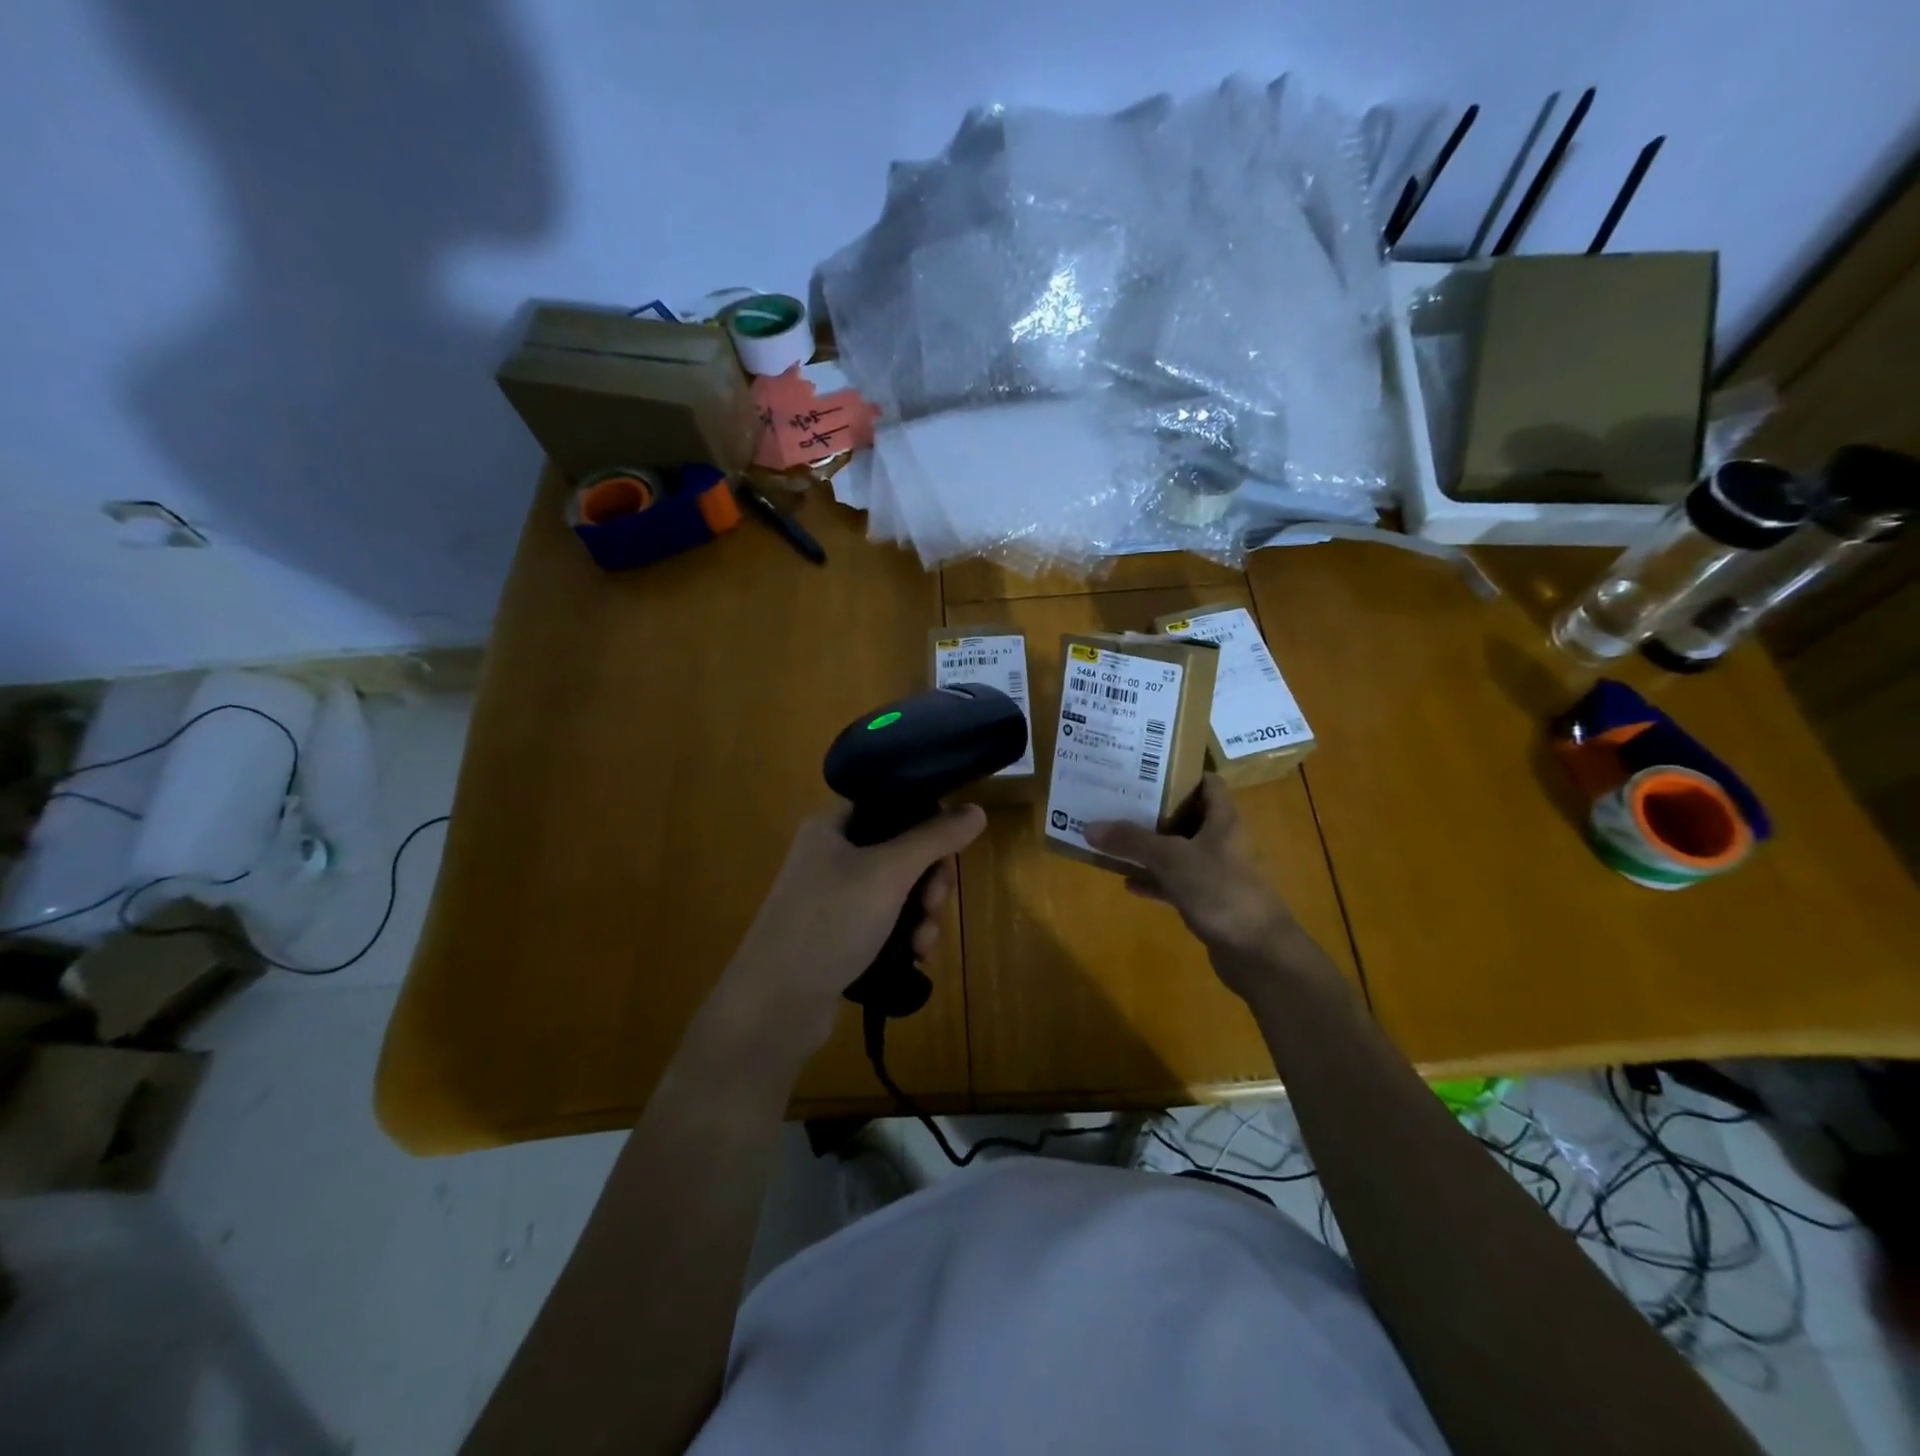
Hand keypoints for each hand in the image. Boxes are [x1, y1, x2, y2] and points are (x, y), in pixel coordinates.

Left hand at [711, 802, 986, 1057]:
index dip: (926, 821)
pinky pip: (885, 921)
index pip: (890, 804)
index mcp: (831, 826)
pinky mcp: (838, 934)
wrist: (775, 1005)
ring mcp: (833, 898)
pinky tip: (915, 956)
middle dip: (929, 880)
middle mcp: (830, 855)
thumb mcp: (889, 872)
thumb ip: (934, 838)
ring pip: (898, 891)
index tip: (949, 849)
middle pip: (900, 850)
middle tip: (935, 904)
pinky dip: (905, 935)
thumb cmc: (830, 922)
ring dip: (922, 914)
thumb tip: (976, 809)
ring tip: (923, 943)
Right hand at [1086, 775, 1319, 997]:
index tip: (1144, 768)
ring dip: (1150, 846)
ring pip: (1177, 850)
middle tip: (1118, 799)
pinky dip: (1153, 879)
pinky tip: (1127, 881)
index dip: (1179, 772)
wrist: (1259, 953)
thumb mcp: (1171, 859)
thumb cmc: (1222, 891)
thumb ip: (1132, 841)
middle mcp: (1222, 840)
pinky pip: (1175, 882)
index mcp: (1223, 819)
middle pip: (1187, 815)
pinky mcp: (1208, 901)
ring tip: (1114, 836)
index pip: (1206, 782)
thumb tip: (1089, 826)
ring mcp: (1216, 873)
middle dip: (1154, 809)